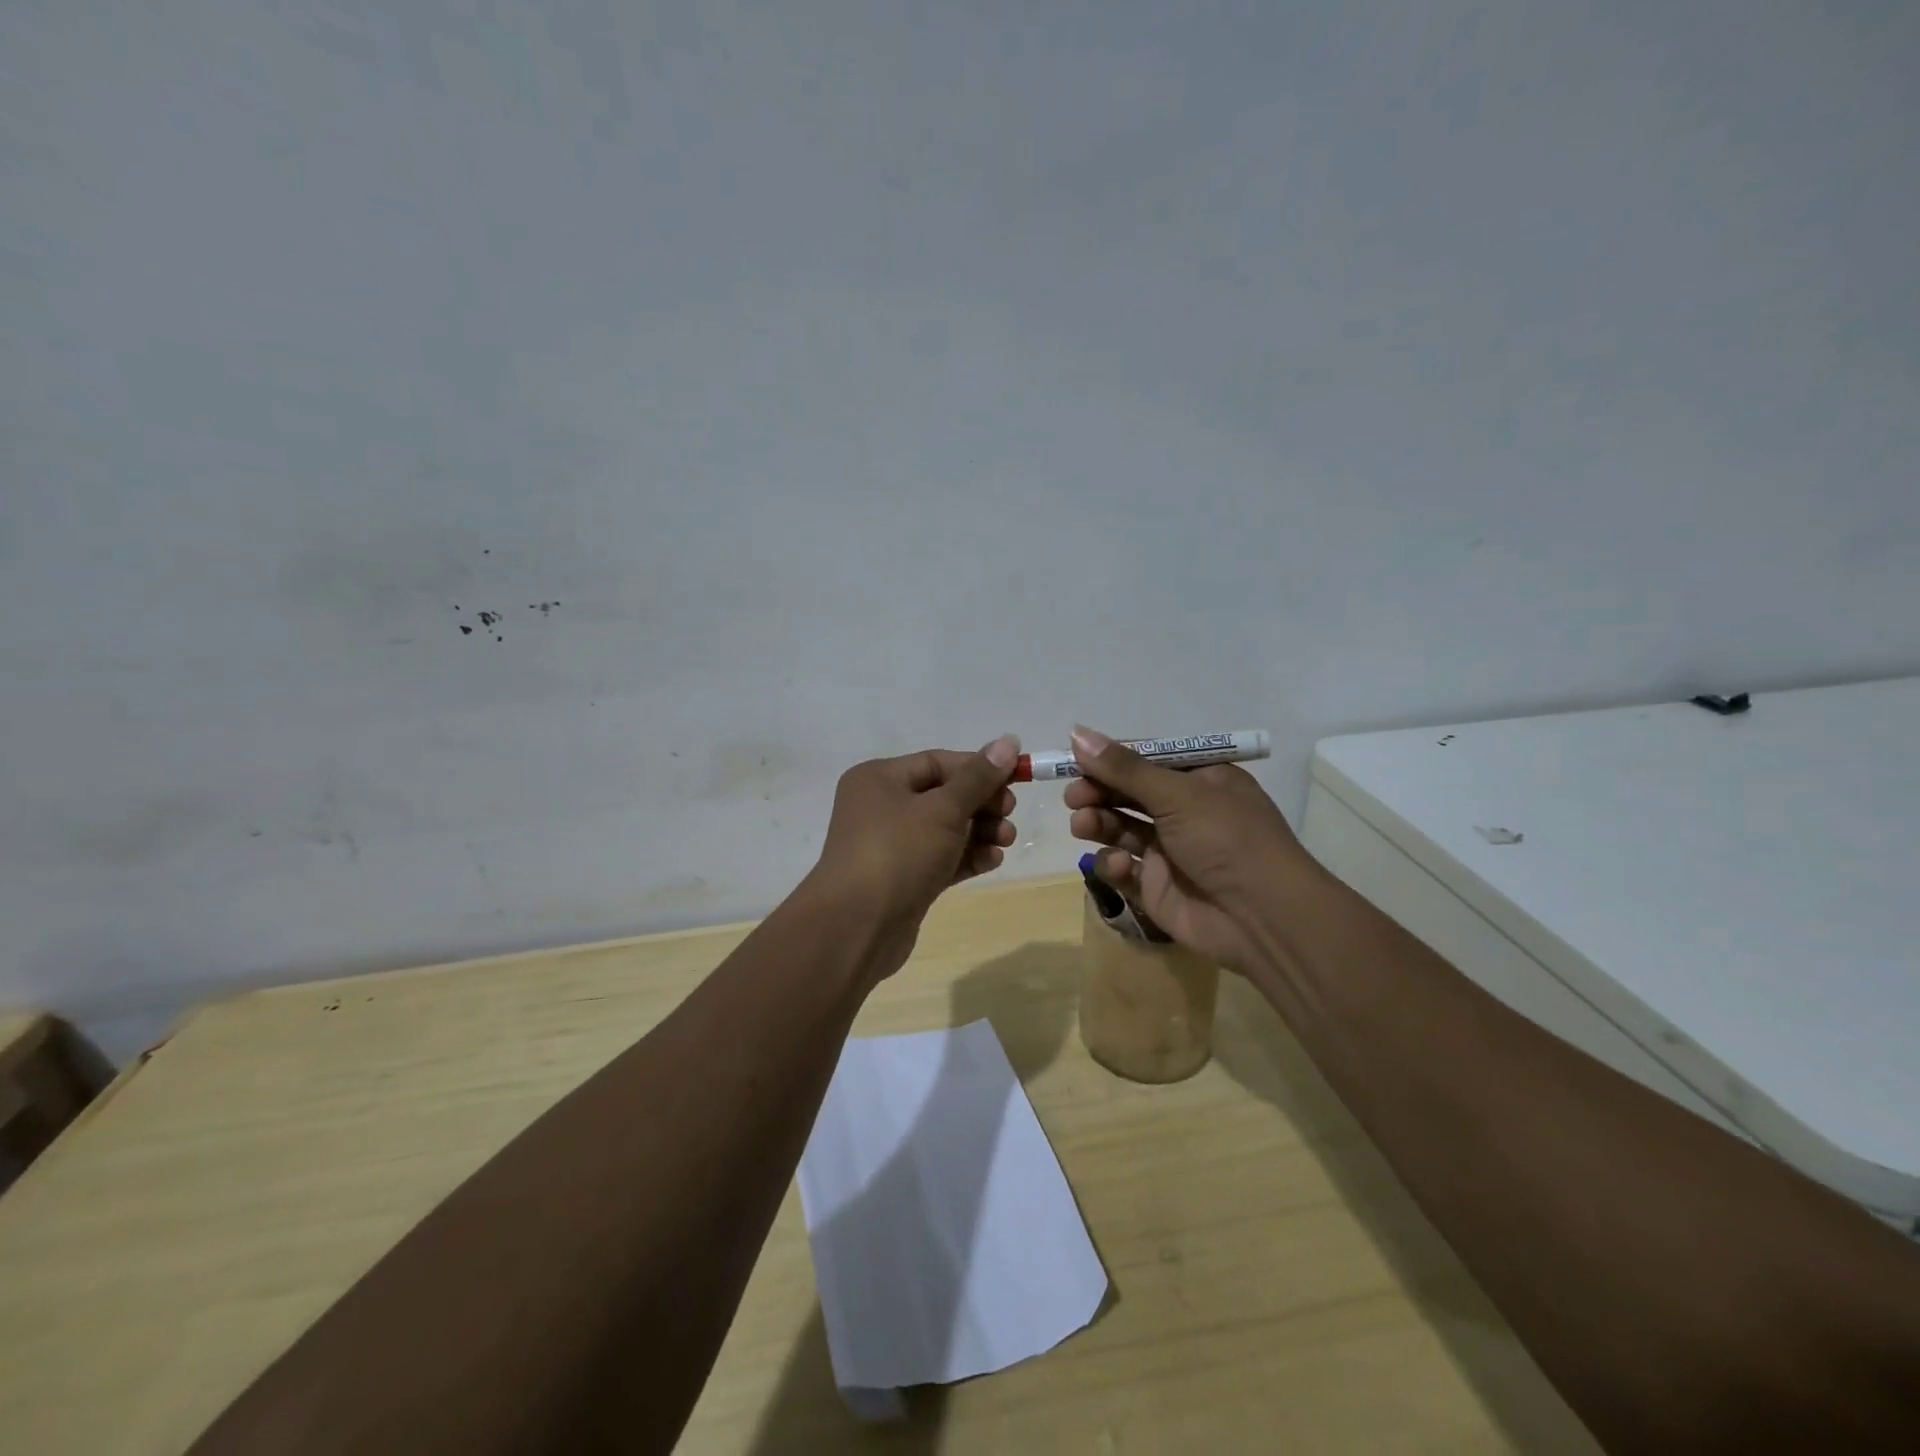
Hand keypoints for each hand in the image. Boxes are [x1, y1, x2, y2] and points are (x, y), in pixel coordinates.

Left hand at [807, 735, 1021, 976]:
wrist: (856, 928)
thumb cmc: (898, 854)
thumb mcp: (943, 810)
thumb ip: (978, 778)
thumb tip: (1009, 741)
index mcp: (880, 779)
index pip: (938, 762)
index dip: (978, 768)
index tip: (1015, 780)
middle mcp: (881, 807)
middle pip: (944, 795)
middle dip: (982, 803)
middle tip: (1009, 813)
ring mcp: (891, 846)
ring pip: (945, 829)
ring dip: (980, 832)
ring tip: (1006, 841)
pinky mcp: (903, 879)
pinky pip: (941, 858)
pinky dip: (966, 857)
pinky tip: (992, 861)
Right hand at [1065, 726, 1314, 973]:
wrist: (1263, 919)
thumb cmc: (1228, 839)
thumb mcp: (1178, 794)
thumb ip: (1124, 768)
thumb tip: (1076, 733)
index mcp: (1201, 780)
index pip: (1146, 760)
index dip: (1110, 759)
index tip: (1075, 759)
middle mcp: (1185, 812)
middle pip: (1128, 794)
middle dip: (1098, 792)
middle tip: (1074, 797)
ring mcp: (1170, 851)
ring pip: (1120, 829)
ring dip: (1098, 823)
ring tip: (1083, 824)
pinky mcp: (1156, 888)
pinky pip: (1123, 868)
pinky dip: (1115, 864)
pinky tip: (1121, 865)